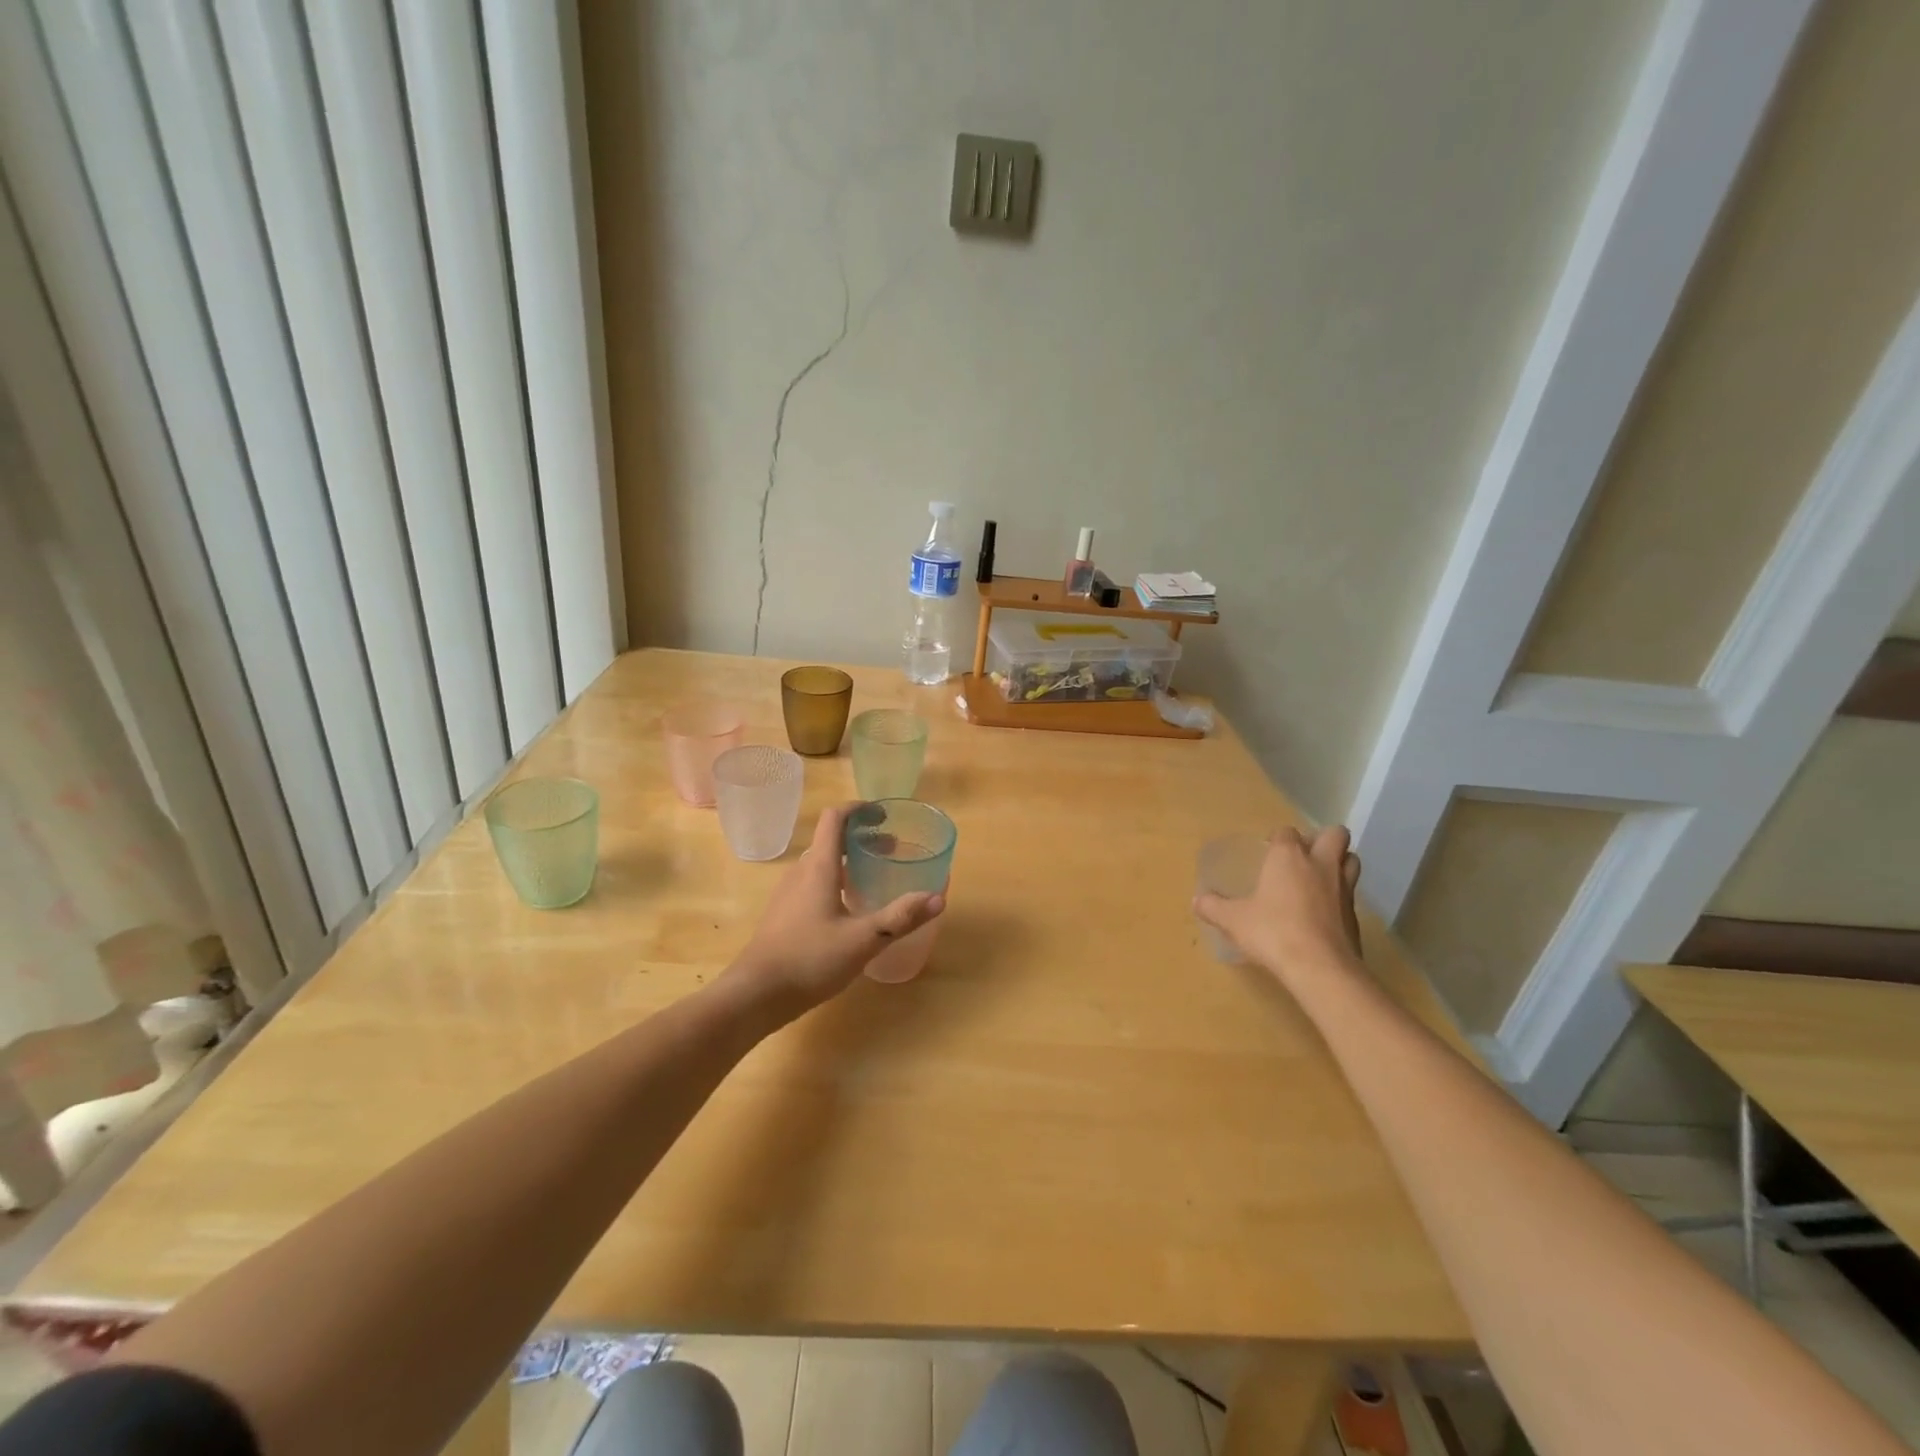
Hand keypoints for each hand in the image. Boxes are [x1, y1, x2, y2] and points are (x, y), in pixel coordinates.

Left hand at [723, 803, 944, 1015]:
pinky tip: (850, 910)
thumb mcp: (864, 940)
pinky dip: (836, 881)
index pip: (835, 818)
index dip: (859, 809)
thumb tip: (938, 898)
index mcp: (819, 867)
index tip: (884, 815)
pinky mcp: (784, 914)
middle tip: (893, 850)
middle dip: (862, 838)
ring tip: (875, 878)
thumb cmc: (810, 959)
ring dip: (849, 861)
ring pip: (822, 864)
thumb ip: (900, 918)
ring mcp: (788, 894)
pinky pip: (813, 884)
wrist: (755, 994)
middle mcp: (801, 872)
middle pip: (831, 840)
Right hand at [1194, 826, 1364, 985]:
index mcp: (1288, 857)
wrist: (1321, 968)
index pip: (1287, 832)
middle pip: (1334, 834)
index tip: (1268, 851)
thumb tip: (1196, 901)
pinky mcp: (1356, 915)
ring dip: (1339, 863)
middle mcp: (1320, 864)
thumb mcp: (1233, 920)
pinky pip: (1351, 894)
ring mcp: (1343, 888)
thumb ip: (1213, 907)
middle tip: (1304, 856)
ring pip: (1352, 860)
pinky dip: (1340, 897)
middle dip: (1323, 840)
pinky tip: (1324, 913)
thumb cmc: (1273, 932)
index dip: (1278, 839)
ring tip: (1319, 879)